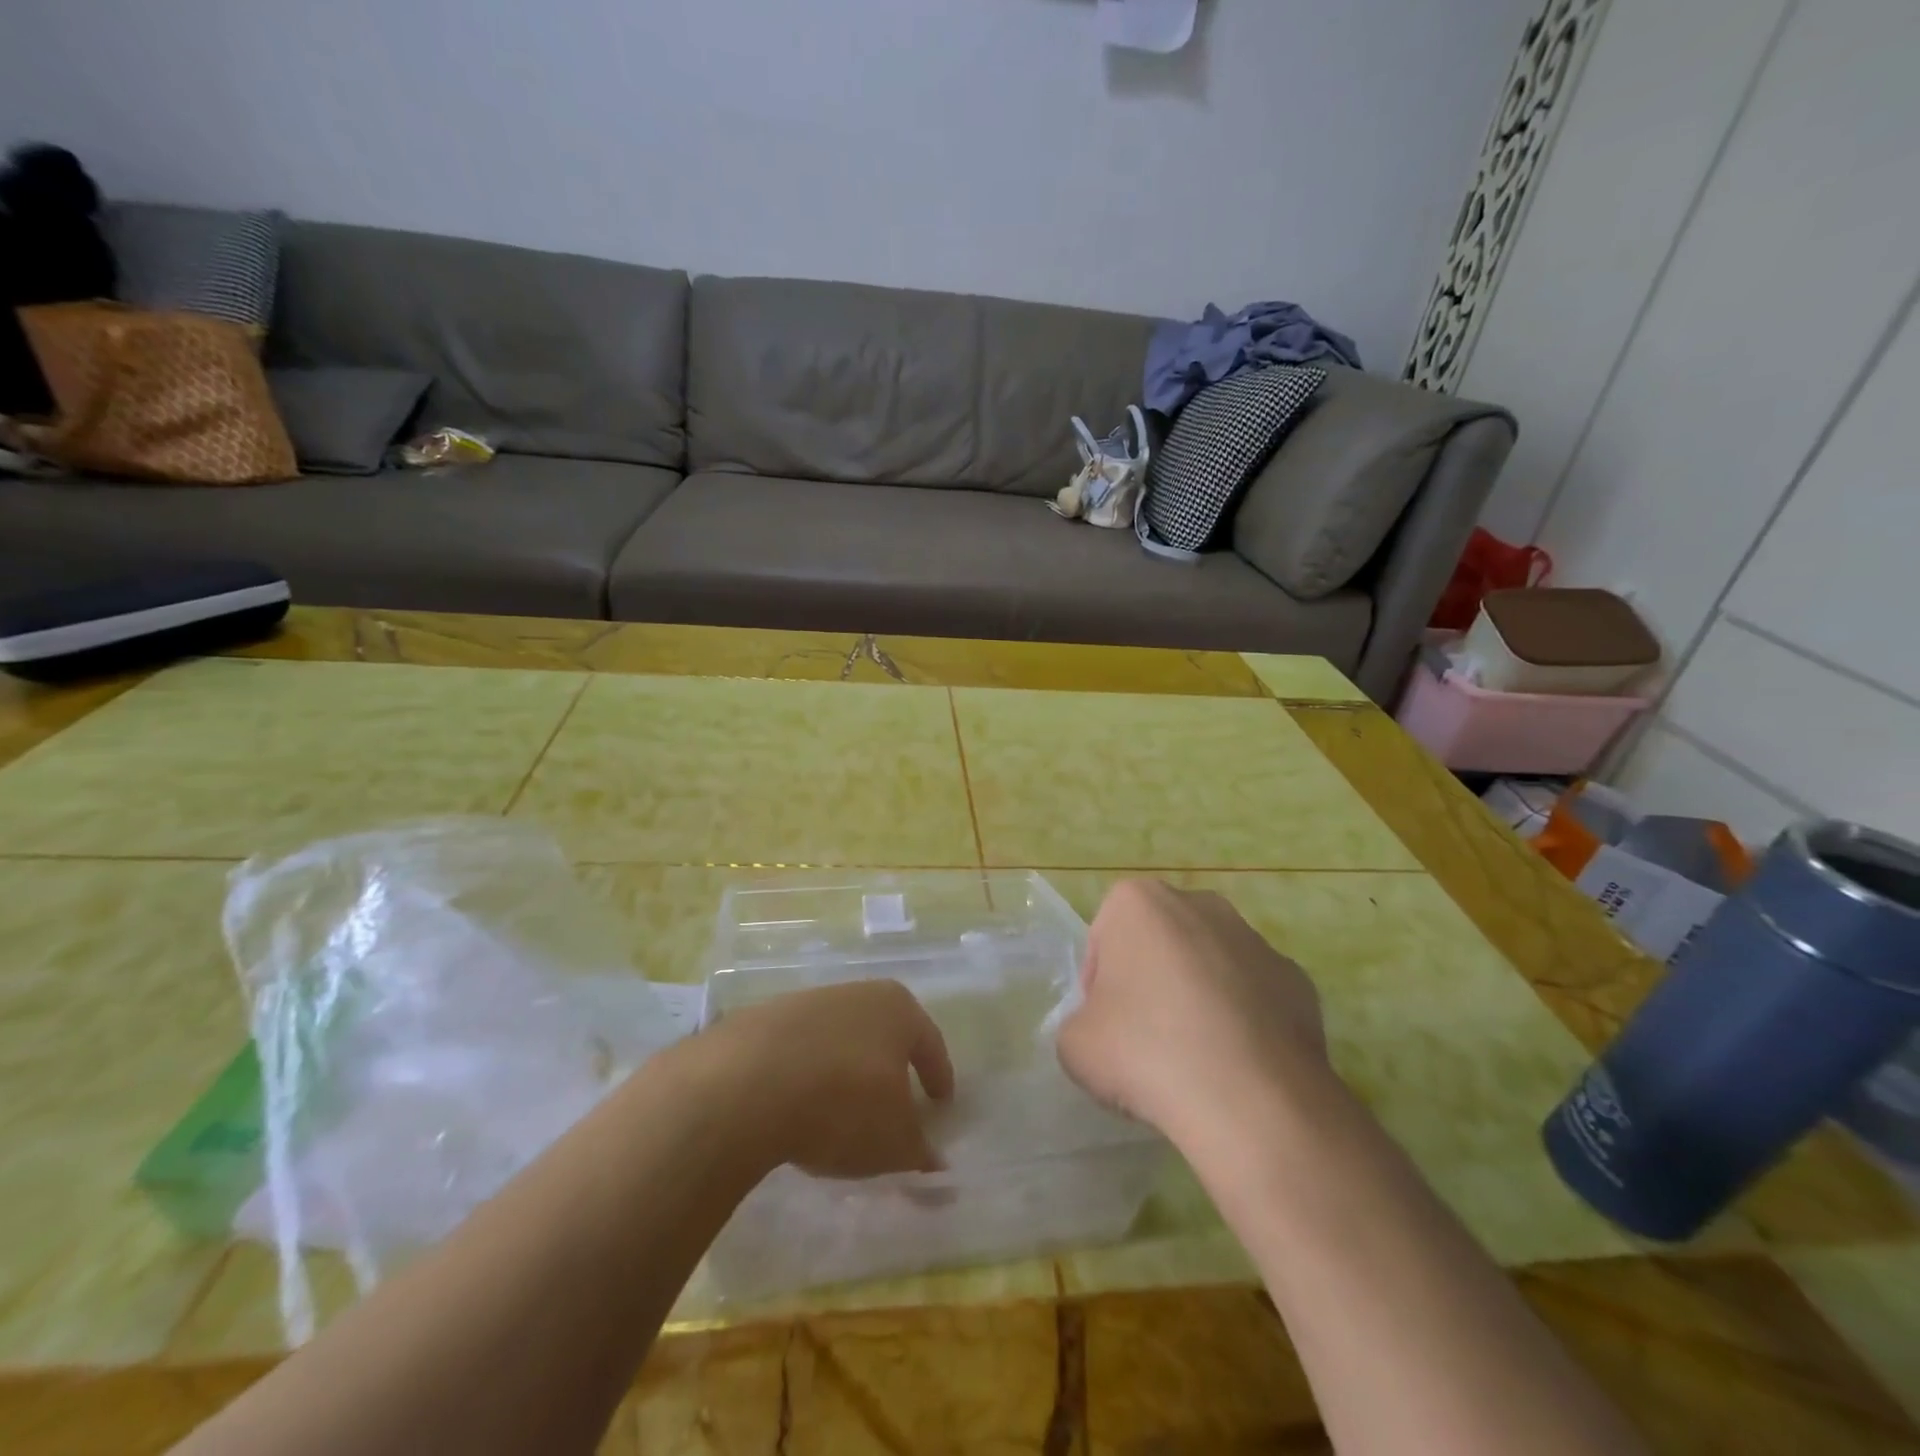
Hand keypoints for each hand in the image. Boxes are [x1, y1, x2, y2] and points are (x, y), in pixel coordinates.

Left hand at [708, 979, 955, 1178]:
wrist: (746, 1084)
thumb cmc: (843, 1104)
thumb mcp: (894, 1143)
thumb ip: (919, 1152)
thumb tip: (934, 1161)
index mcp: (897, 1009)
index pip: (929, 1043)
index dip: (938, 1076)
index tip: (942, 1104)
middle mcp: (855, 994)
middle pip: (882, 1034)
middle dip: (889, 1069)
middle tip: (894, 1105)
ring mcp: (805, 1003)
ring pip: (837, 1040)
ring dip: (843, 1071)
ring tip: (838, 1114)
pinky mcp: (762, 1021)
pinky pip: (796, 1052)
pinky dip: (804, 1076)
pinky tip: (796, 1108)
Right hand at [1057, 879, 1329, 1137]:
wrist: (1251, 1099)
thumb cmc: (1145, 1051)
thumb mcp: (1074, 1045)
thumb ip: (1080, 1024)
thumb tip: (1106, 1031)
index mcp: (1137, 901)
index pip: (1103, 941)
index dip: (1098, 988)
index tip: (1106, 1028)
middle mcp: (1199, 903)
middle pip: (1159, 944)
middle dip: (1152, 982)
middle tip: (1146, 1041)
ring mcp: (1255, 939)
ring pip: (1209, 966)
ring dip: (1199, 999)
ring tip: (1196, 1061)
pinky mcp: (1297, 979)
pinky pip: (1254, 996)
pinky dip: (1244, 1022)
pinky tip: (1238, 1067)